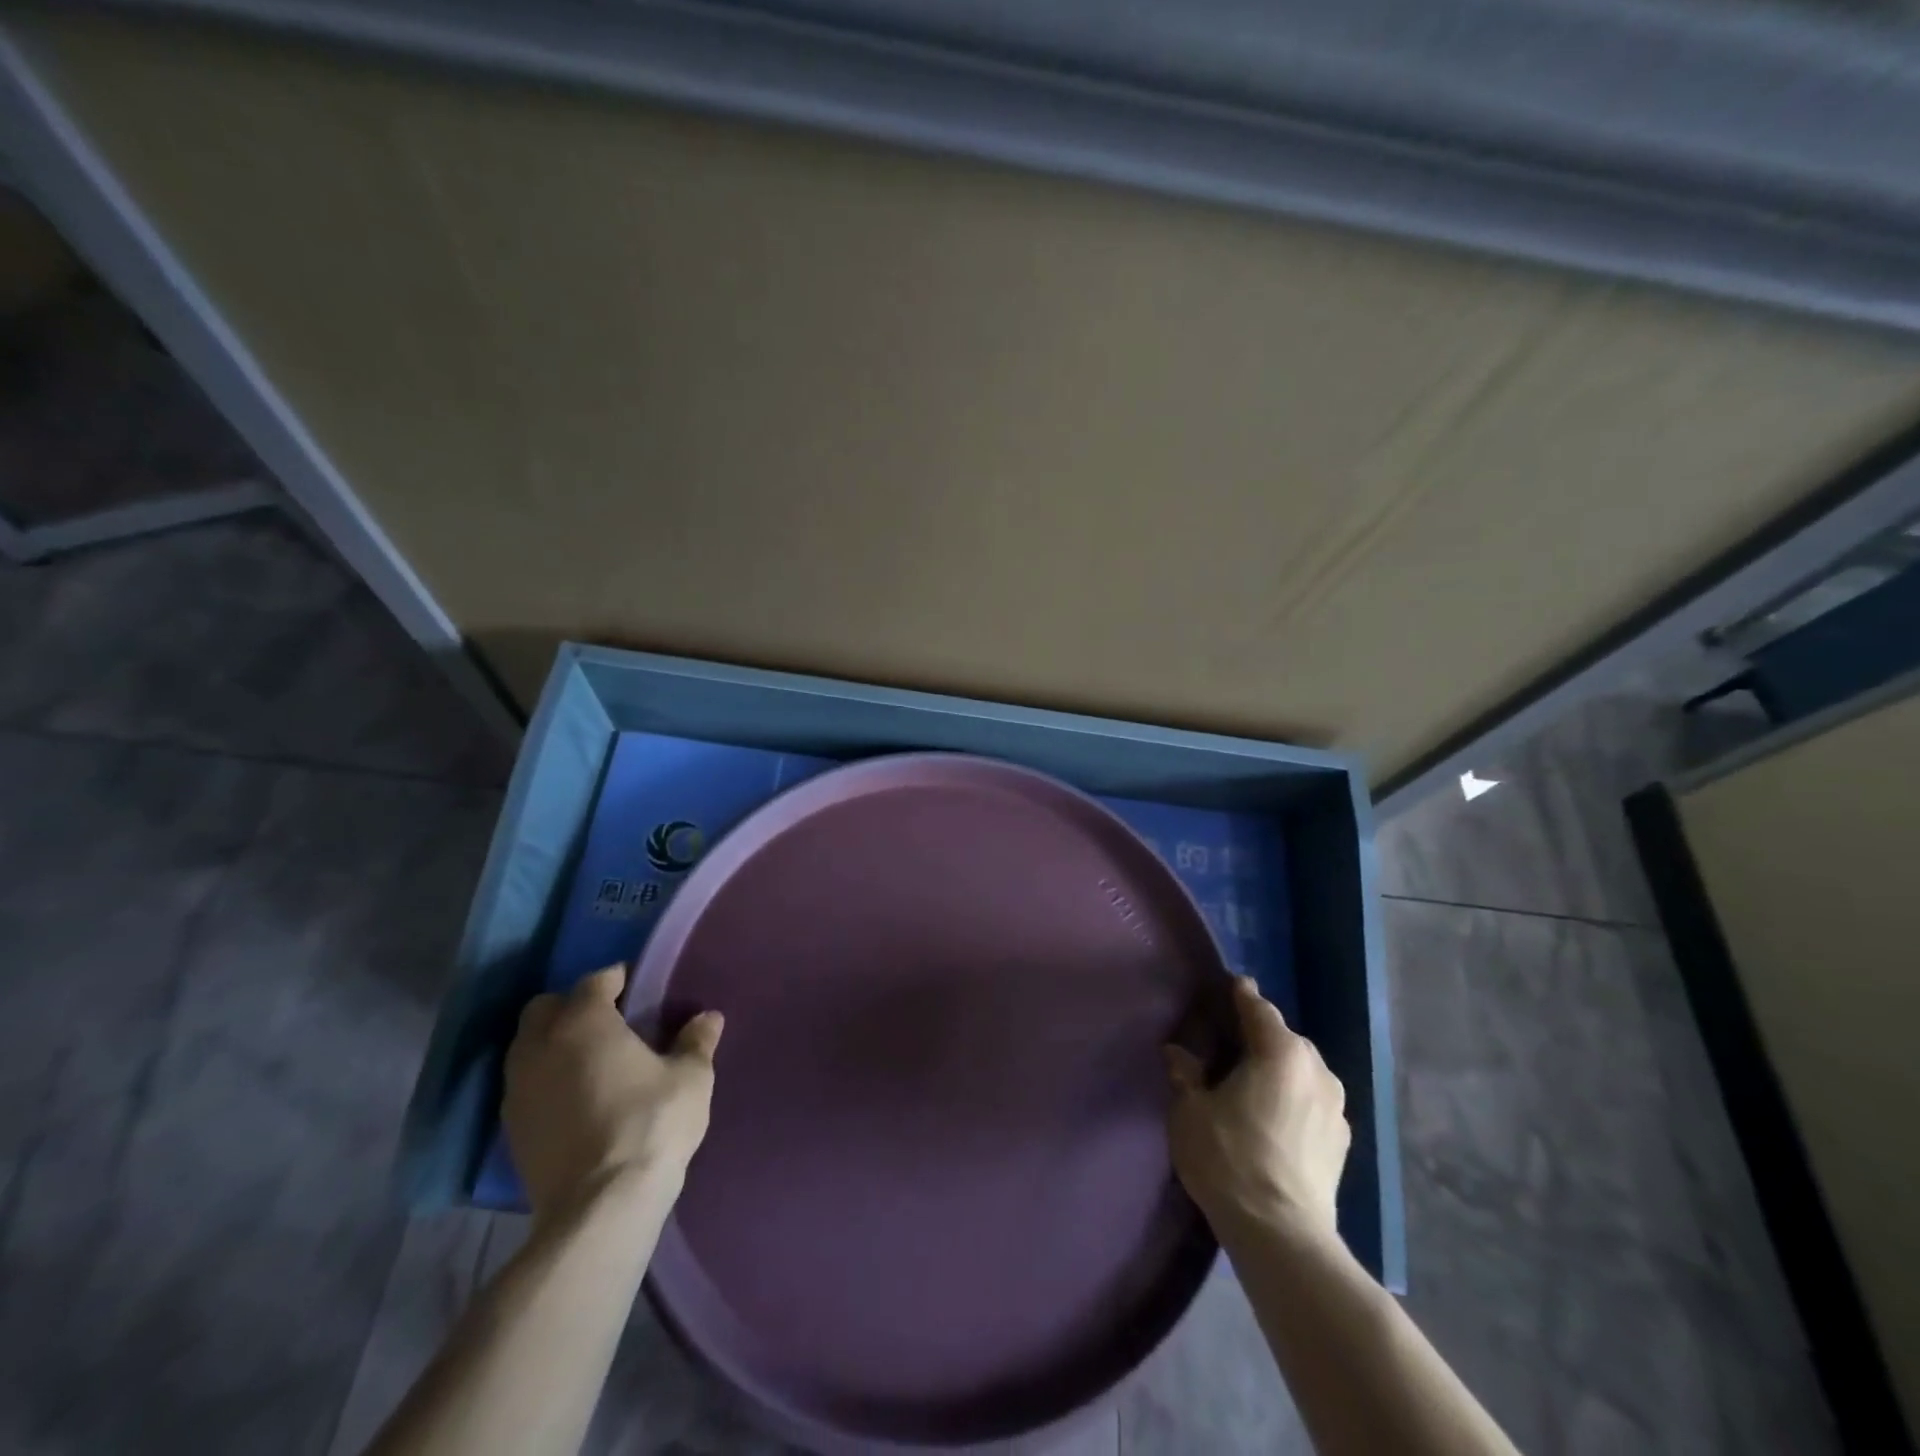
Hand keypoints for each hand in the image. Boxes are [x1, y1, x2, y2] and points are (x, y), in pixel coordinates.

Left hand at [503, 964, 723, 1224]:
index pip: (594, 981)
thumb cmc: (651, 1124)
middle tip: (608, 1021)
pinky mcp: (510, 1129)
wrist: (600, 1206)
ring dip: (553, 1043)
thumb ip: (696, 1042)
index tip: (637, 987)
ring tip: (590, 1060)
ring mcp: (518, 1089)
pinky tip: (574, 1098)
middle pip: (545, 1008)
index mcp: (584, 1022)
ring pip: (527, 1047)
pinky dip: (545, 1080)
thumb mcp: (690, 1078)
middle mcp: (541, 1046)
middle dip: (572, 1006)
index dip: (616, 979)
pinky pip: (524, 1085)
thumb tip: (709, 1018)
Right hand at [1165, 976, 1349, 1238]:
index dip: (1241, 994)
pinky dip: (1294, 1099)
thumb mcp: (1190, 1111)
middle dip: (1259, 1037)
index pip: (1258, 1008)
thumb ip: (1185, 1074)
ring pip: (1302, 1070)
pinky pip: (1313, 1101)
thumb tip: (1178, 1053)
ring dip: (1280, 1070)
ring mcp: (1336, 1106)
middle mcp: (1316, 1068)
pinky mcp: (1343, 1140)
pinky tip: (1275, 1119)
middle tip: (1230, 1044)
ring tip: (1253, 1084)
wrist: (1283, 1234)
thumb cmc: (1229, 1158)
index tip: (1230, 985)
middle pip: (1284, 1038)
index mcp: (1280, 1051)